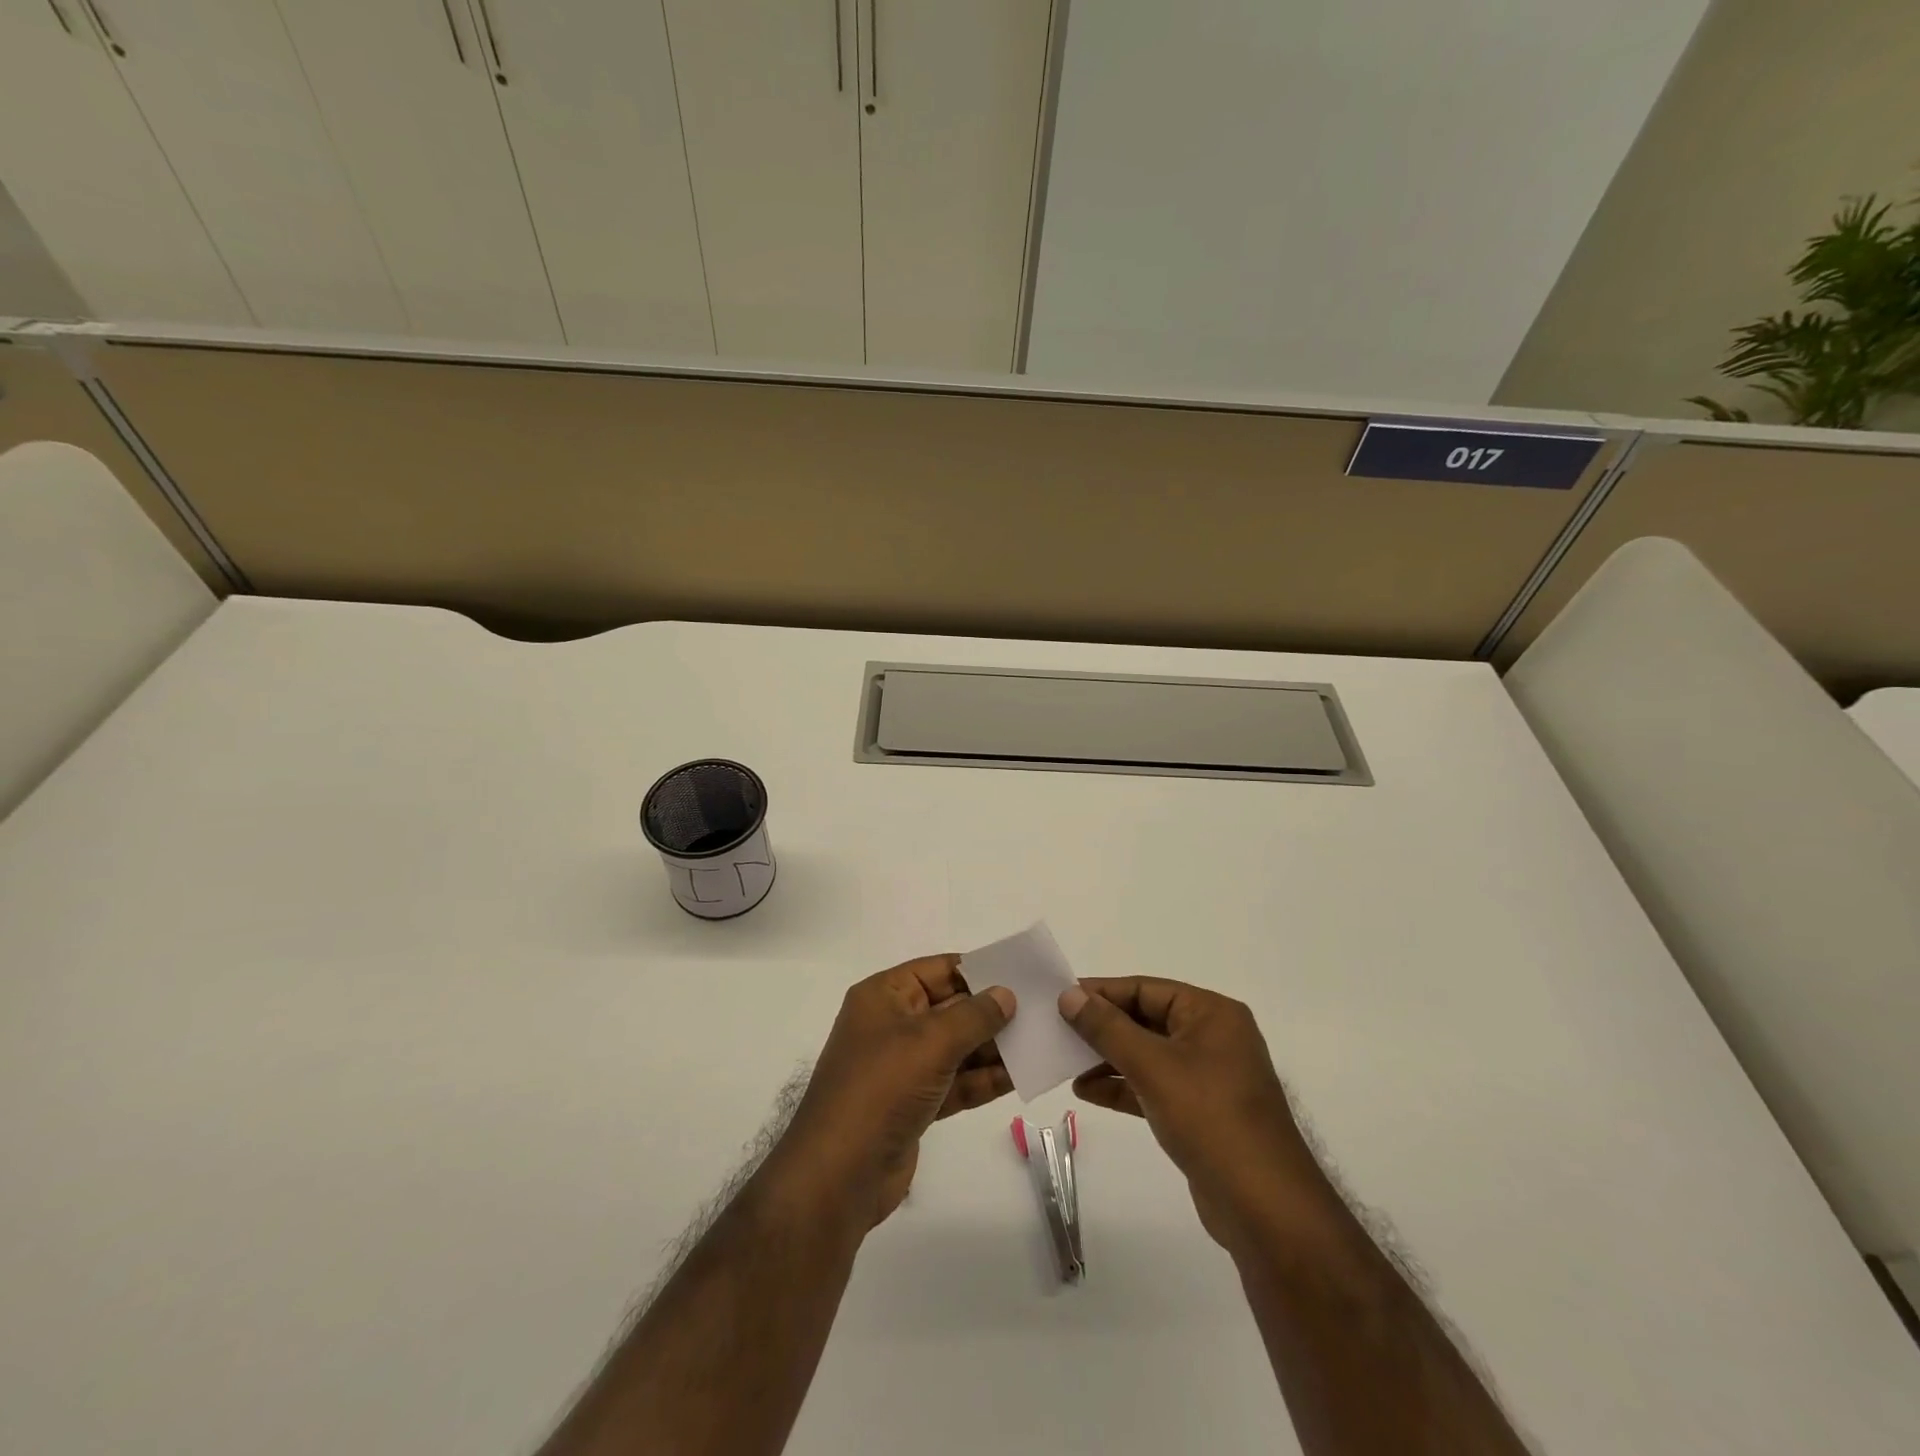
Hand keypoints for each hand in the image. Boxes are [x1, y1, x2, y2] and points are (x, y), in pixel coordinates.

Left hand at [778, 955, 1014, 1229]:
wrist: (839, 1175)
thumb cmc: (882, 1088)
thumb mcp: (930, 1042)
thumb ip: (973, 1016)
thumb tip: (1005, 994)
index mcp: (884, 997)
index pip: (936, 970)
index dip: (976, 970)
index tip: (1019, 974)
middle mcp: (891, 1025)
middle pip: (949, 1008)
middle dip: (991, 1012)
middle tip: (1039, 1011)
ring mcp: (902, 1068)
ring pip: (955, 1048)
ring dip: (992, 1048)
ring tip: (1038, 1043)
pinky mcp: (913, 1105)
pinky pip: (954, 1082)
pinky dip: (982, 1080)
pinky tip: (1019, 1077)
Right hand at [1059, 977, 1339, 1256]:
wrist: (1265, 1210)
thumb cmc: (1211, 1119)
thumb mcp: (1153, 1066)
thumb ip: (1107, 1028)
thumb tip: (1069, 996)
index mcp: (1212, 1014)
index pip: (1146, 989)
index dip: (1101, 992)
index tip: (1060, 998)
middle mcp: (1212, 1038)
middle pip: (1145, 1019)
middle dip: (1102, 1027)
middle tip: (1056, 1030)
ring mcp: (1208, 1077)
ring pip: (1147, 1054)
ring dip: (1107, 1058)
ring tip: (1065, 1063)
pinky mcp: (1200, 1112)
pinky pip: (1153, 1086)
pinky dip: (1122, 1086)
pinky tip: (1086, 1091)